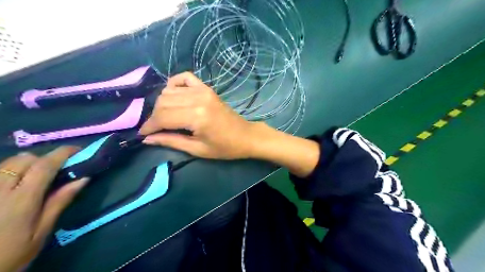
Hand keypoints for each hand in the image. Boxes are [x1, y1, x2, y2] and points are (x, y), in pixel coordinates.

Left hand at [0, 147, 88, 269]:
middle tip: (55, 170)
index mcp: (21, 200)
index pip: (44, 166)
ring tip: (35, 178)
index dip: (63, 153)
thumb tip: (83, 179)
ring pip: (7, 163)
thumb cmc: (9, 255)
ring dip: (26, 164)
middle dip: (44, 159)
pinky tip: (14, 185)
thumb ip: (59, 202)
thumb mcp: (41, 232)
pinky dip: (10, 172)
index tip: (78, 150)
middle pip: (24, 159)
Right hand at [138, 71, 264, 158]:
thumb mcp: (197, 149)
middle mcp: (197, 99)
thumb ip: (171, 141)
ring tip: (165, 117)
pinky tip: (174, 96)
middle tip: (156, 128)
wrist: (245, 136)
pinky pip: (184, 77)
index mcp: (196, 117)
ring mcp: (203, 90)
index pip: (162, 117)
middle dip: (154, 117)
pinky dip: (174, 84)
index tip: (142, 134)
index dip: (149, 126)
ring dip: (162, 103)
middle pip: (163, 102)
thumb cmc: (224, 147)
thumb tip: (146, 138)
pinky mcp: (207, 88)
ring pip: (169, 91)